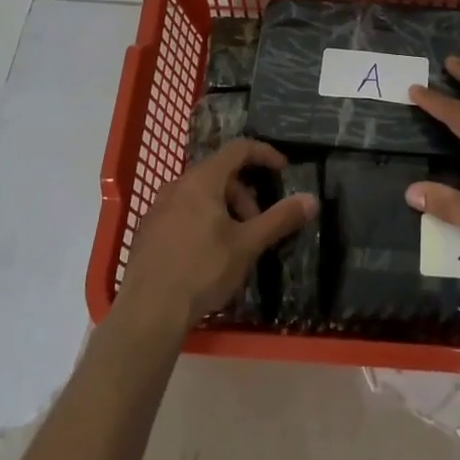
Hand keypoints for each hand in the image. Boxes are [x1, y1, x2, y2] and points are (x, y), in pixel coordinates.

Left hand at [116, 139, 316, 330]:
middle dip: (245, 196)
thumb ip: (279, 219)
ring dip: (226, 211)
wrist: (148, 310)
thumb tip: (311, 199)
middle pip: (220, 175)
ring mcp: (159, 208)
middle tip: (257, 227)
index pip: (238, 149)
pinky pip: (184, 212)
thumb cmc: (202, 270)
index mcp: (201, 180)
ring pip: (201, 195)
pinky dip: (204, 221)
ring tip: (235, 246)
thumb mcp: (247, 244)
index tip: (283, 170)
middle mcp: (177, 186)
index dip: (264, 154)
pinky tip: (209, 256)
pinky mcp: (149, 231)